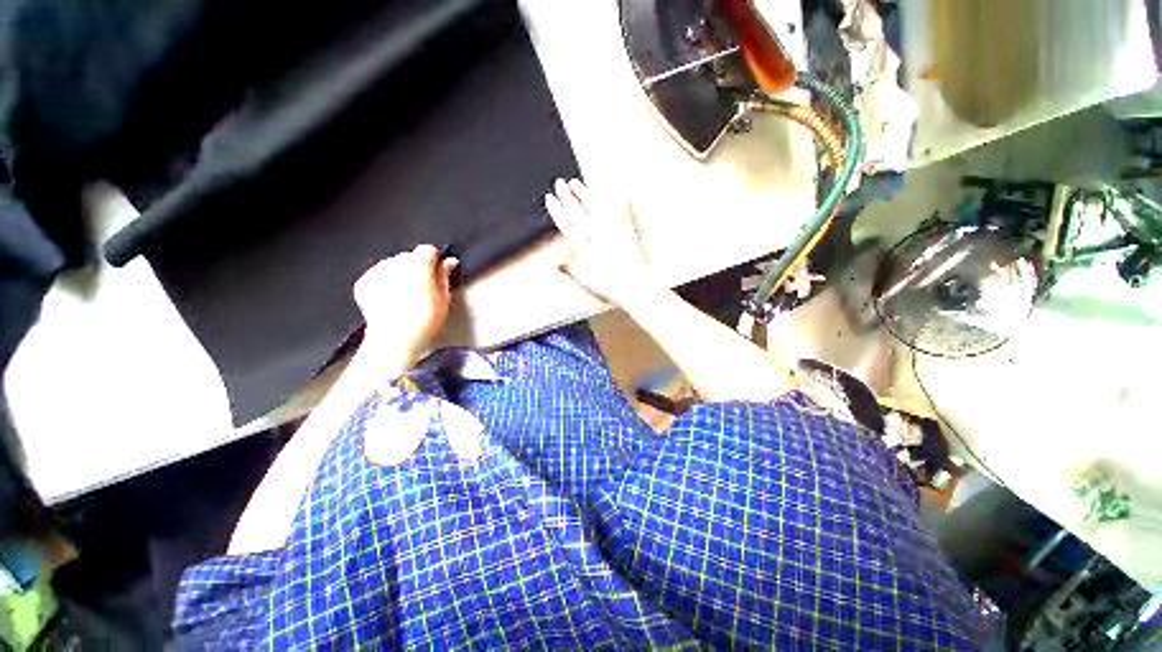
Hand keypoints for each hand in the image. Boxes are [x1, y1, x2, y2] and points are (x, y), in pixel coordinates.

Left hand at [353, 245, 457, 363]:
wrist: (395, 338)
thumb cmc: (424, 320)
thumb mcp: (444, 298)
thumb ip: (445, 275)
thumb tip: (450, 262)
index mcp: (418, 264)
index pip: (428, 249)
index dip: (434, 261)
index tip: (437, 273)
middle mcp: (395, 263)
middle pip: (409, 256)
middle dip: (416, 268)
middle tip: (423, 289)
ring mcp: (377, 272)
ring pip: (392, 265)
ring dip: (399, 274)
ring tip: (406, 297)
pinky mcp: (364, 283)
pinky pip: (378, 276)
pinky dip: (384, 283)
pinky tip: (392, 300)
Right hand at [545, 178, 653, 305]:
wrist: (633, 286)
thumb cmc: (610, 285)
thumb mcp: (585, 279)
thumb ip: (570, 266)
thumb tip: (556, 258)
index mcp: (583, 250)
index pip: (566, 226)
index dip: (557, 211)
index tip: (550, 198)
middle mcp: (595, 238)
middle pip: (578, 214)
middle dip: (567, 197)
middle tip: (559, 183)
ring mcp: (609, 233)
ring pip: (594, 210)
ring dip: (584, 194)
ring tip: (575, 182)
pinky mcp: (624, 230)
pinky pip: (616, 211)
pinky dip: (610, 201)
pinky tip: (607, 191)